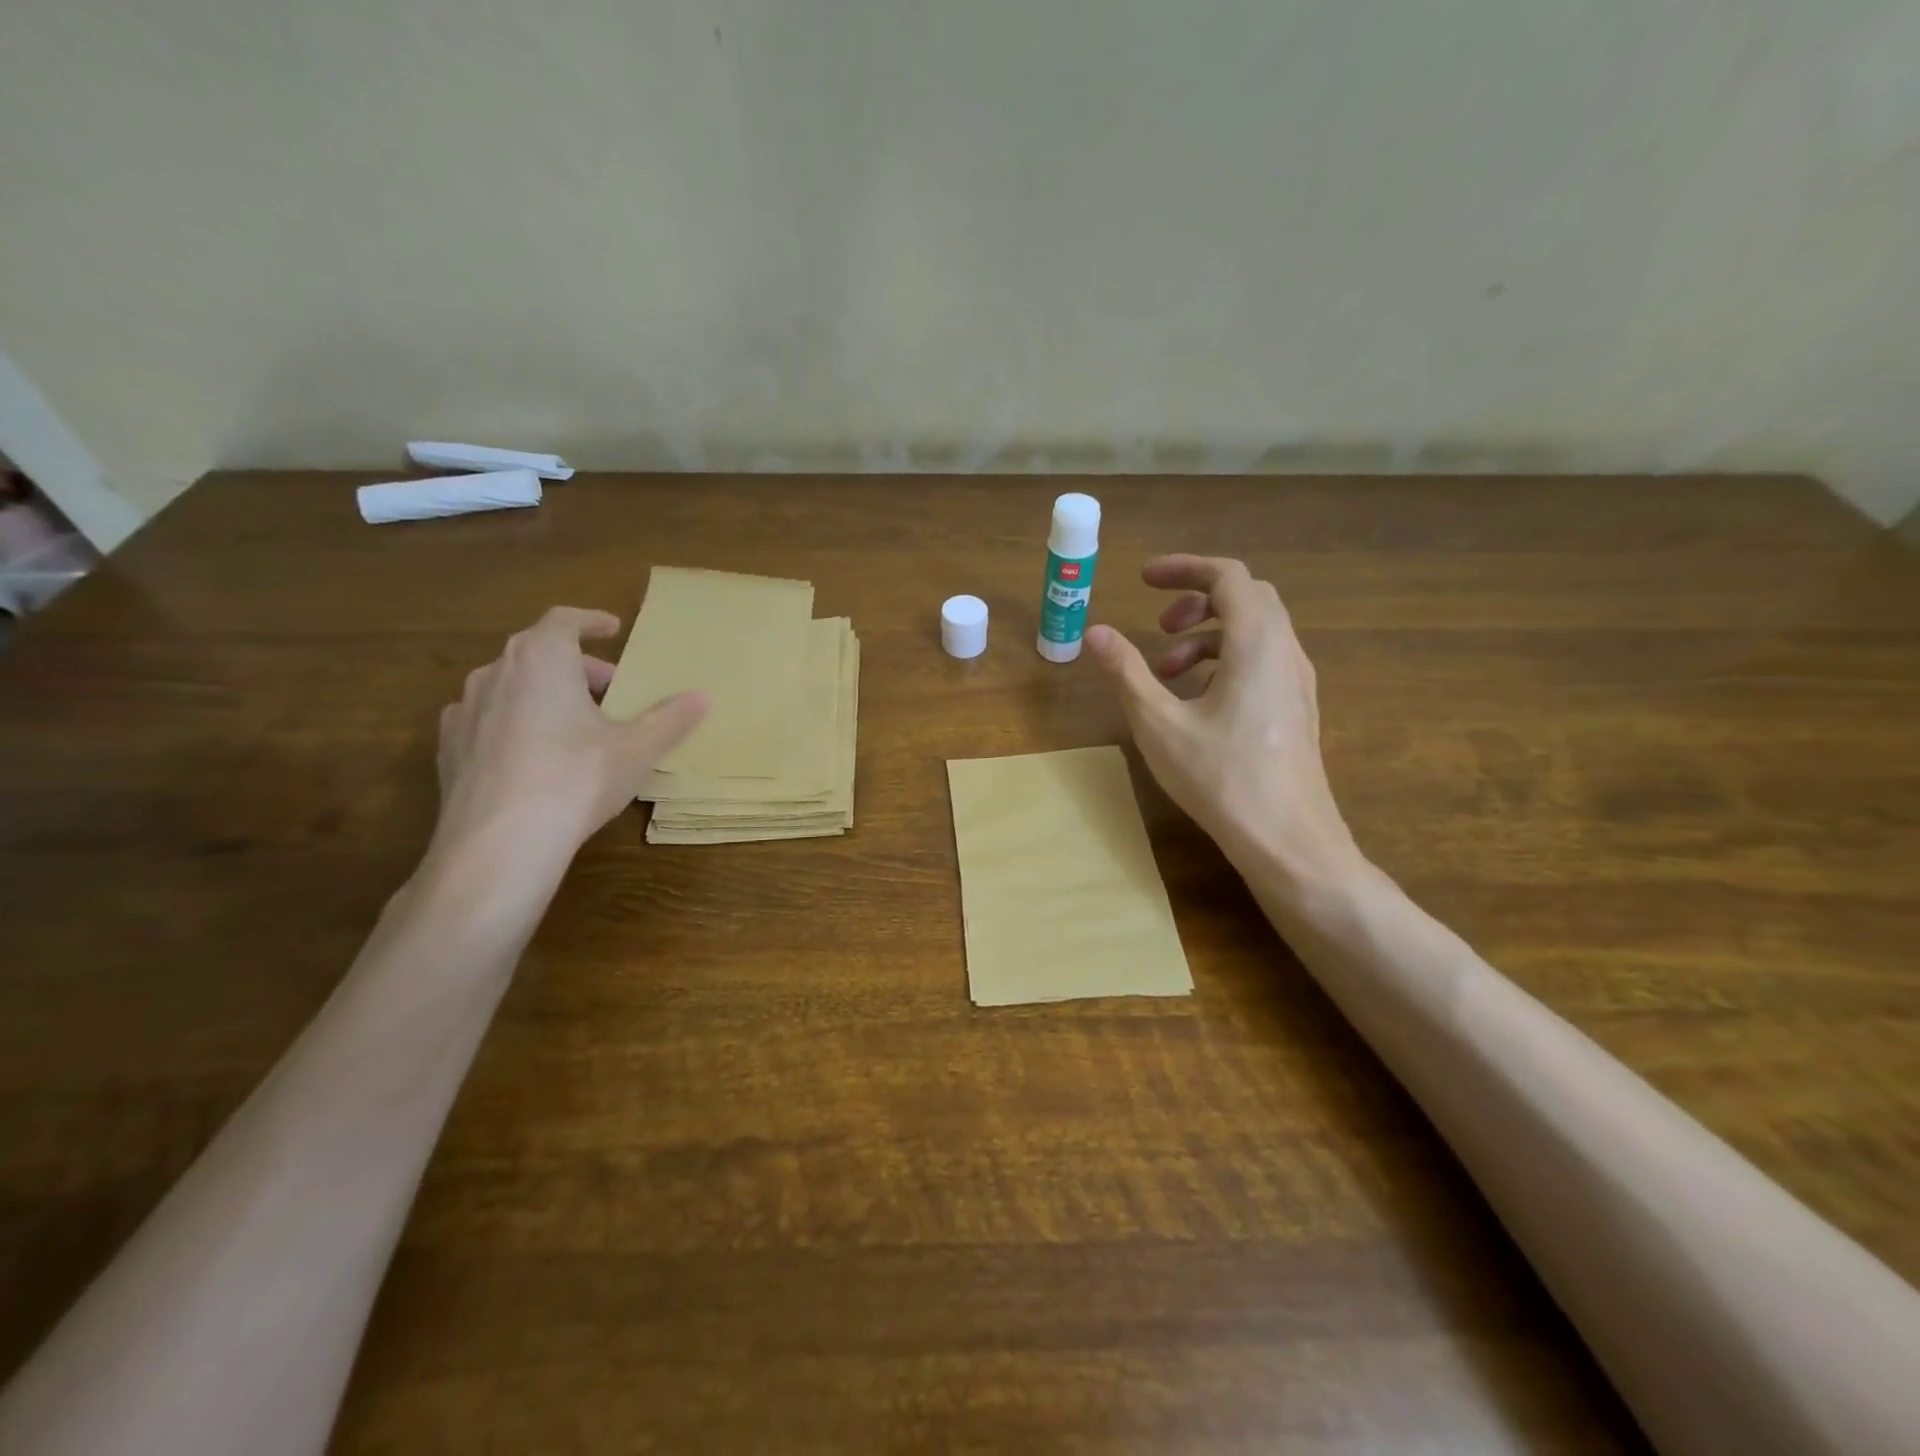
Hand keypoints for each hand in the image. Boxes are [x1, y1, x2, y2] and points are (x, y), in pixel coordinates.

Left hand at [429, 607, 707, 877]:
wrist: (499, 843)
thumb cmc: (576, 778)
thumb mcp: (637, 749)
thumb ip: (670, 719)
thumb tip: (702, 697)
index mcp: (543, 659)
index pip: (564, 620)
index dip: (591, 621)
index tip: (613, 628)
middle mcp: (495, 673)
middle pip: (538, 652)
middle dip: (577, 665)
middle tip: (609, 689)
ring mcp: (465, 711)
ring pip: (509, 685)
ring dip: (543, 692)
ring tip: (572, 722)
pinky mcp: (448, 749)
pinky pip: (486, 719)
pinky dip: (512, 721)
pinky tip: (530, 752)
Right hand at [1087, 556, 1358, 880]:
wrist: (1289, 840)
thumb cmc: (1221, 779)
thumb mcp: (1160, 724)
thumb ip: (1127, 672)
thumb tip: (1095, 632)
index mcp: (1257, 644)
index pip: (1228, 576)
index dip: (1184, 568)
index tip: (1143, 580)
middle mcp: (1285, 652)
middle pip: (1247, 598)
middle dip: (1197, 601)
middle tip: (1158, 626)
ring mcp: (1297, 682)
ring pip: (1256, 631)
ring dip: (1208, 635)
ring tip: (1167, 672)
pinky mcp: (1296, 708)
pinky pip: (1263, 660)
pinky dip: (1226, 660)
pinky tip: (1197, 701)